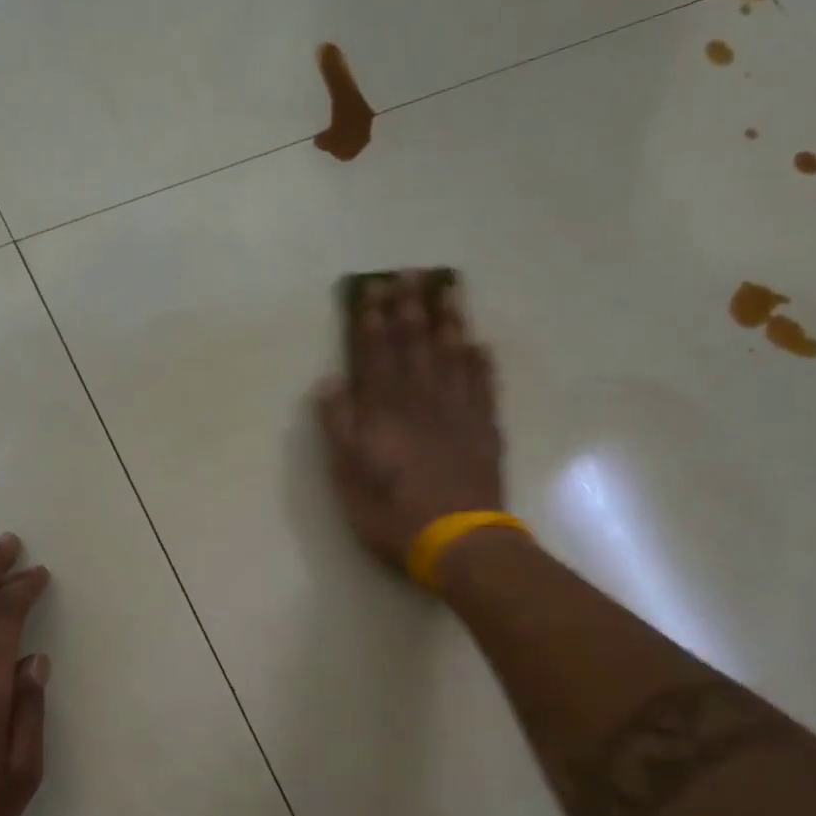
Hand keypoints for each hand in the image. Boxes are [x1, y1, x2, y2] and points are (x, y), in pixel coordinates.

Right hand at [315, 270, 505, 570]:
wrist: (458, 541)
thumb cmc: (393, 514)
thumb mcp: (348, 478)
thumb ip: (339, 428)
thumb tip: (330, 382)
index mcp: (384, 412)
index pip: (375, 356)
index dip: (372, 322)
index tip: (372, 290)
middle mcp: (422, 401)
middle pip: (414, 345)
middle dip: (409, 308)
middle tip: (409, 274)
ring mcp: (458, 412)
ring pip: (452, 355)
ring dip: (448, 321)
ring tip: (447, 290)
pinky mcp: (485, 429)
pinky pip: (484, 384)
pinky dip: (480, 361)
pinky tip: (479, 344)